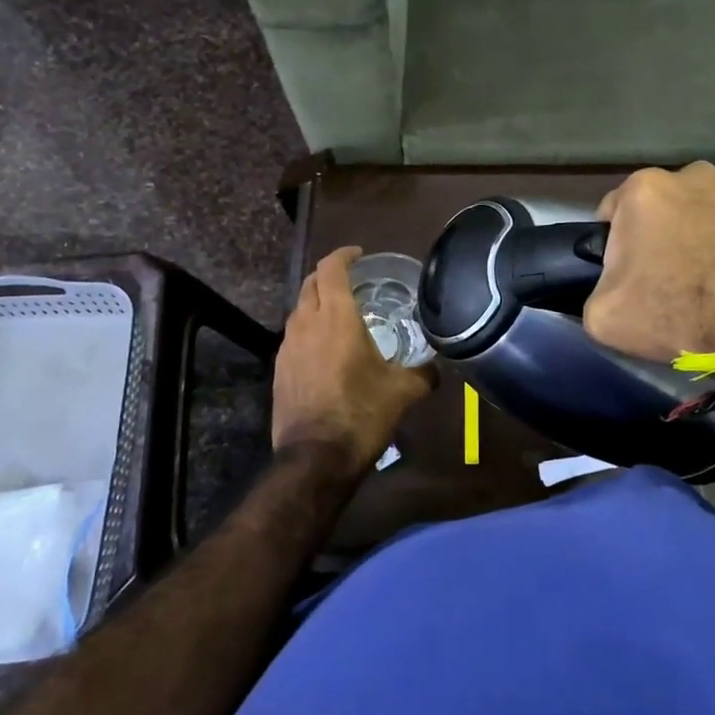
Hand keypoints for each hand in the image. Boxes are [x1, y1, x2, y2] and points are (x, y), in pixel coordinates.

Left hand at [272, 246, 436, 472]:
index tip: (360, 255)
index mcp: (336, 317)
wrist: (315, 458)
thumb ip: (423, 372)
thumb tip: (436, 367)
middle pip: (310, 283)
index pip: (331, 268)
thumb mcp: (403, 392)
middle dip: (329, 275)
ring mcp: (287, 347)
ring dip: (316, 303)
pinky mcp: (279, 369)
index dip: (344, 255)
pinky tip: (325, 350)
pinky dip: (308, 329)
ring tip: (340, 315)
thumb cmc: (362, 414)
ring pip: (299, 310)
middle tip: (353, 281)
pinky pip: (293, 336)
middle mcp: (306, 323)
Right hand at [583, 162, 714, 361]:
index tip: (628, 271)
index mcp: (643, 189)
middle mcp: (690, 174)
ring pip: (701, 207)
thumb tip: (609, 282)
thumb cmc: (674, 315)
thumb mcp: (601, 315)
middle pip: (660, 204)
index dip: (616, 244)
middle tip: (667, 273)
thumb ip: (594, 286)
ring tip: (707, 271)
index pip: (613, 212)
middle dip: (659, 231)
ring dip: (697, 229)